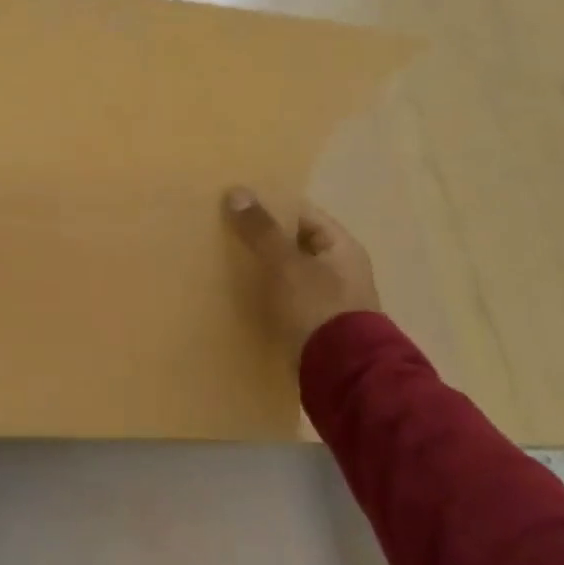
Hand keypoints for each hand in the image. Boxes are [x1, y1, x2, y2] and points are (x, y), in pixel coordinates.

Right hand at [222, 186, 380, 365]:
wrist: (341, 372)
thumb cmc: (317, 307)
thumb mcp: (286, 264)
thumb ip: (262, 230)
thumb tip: (237, 192)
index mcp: (341, 247)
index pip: (302, 214)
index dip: (270, 206)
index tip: (234, 204)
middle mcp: (339, 269)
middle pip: (293, 243)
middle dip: (260, 238)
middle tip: (222, 231)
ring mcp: (327, 299)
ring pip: (286, 272)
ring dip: (260, 267)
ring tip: (222, 260)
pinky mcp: (313, 324)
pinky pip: (283, 298)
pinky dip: (263, 293)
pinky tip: (237, 294)